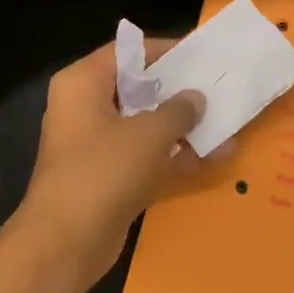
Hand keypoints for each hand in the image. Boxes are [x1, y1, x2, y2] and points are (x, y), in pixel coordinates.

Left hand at [12, 40, 204, 289]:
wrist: (66, 241)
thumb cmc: (104, 170)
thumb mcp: (149, 133)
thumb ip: (178, 110)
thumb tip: (195, 98)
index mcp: (83, 83)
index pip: (126, 52)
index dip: (164, 50)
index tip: (201, 54)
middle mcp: (84, 108)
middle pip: (137, 89)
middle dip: (178, 91)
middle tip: (219, 87)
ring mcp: (95, 146)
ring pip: (144, 126)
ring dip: (182, 128)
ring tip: (226, 121)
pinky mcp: (108, 178)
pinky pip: (145, 158)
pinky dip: (174, 158)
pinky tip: (214, 157)